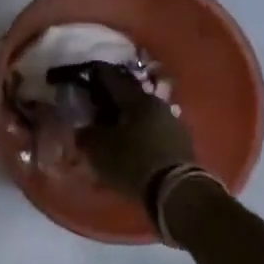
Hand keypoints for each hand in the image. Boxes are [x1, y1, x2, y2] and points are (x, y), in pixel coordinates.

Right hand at [72, 62, 195, 199]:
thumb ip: (87, 134)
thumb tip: (82, 127)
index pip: (113, 79)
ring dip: (129, 118)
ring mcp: (173, 124)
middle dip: (114, 99)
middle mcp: (158, 105)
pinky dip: (140, 133)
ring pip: (144, 114)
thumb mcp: (99, 149)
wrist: (175, 190)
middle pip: (131, 97)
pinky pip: (154, 131)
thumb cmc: (133, 162)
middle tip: (98, 103)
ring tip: (114, 126)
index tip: (87, 73)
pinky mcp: (182, 143)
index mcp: (138, 99)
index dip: (98, 75)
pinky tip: (131, 143)